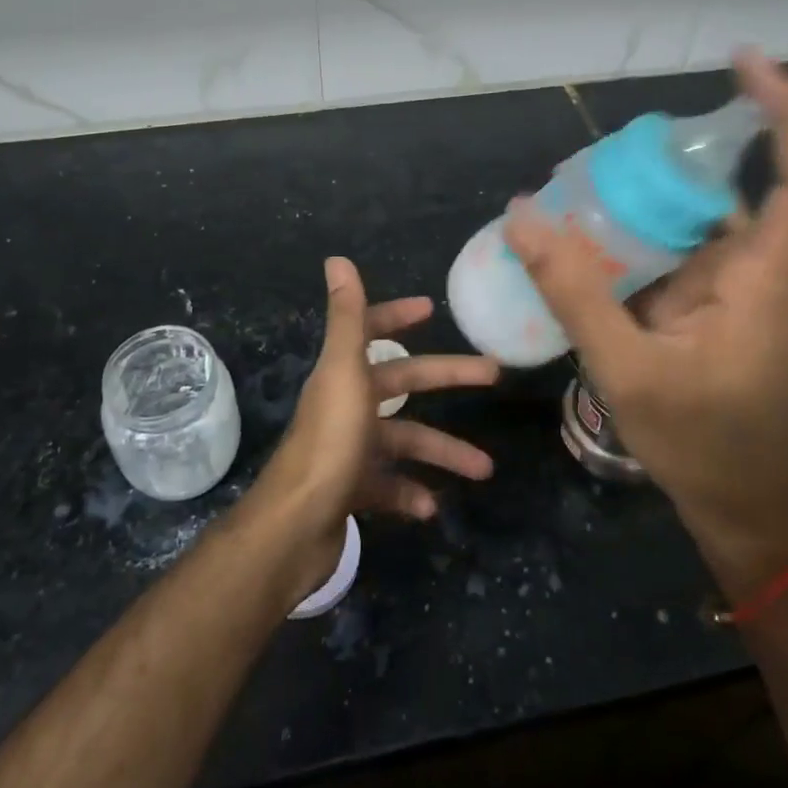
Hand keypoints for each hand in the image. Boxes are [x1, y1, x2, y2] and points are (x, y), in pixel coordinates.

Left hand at [250, 258, 497, 593]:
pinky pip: (389, 486)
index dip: (396, 316)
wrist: (294, 528)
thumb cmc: (329, 442)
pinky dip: (411, 493)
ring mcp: (347, 449)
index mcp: (343, 374)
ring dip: (442, 452)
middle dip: (448, 379)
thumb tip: (336, 258)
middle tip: (493, 376)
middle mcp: (345, 406)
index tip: (430, 309)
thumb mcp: (344, 373)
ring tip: (483, 469)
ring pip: (404, 442)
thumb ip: (346, 318)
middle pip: (402, 385)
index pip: (370, 332)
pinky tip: (430, 507)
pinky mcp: (350, 490)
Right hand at [504, 52, 787, 599]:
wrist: (743, 514)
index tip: (746, 63)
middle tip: (592, 158)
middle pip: (725, 188)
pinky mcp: (707, 310)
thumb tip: (521, 215)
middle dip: (668, 160)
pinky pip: (669, 255)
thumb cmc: (704, 446)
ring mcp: (730, 291)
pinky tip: (581, 241)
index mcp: (762, 279)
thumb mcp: (627, 368)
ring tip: (570, 193)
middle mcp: (754, 271)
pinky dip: (631, 241)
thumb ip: (574, 291)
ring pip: (690, 222)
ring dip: (640, 203)